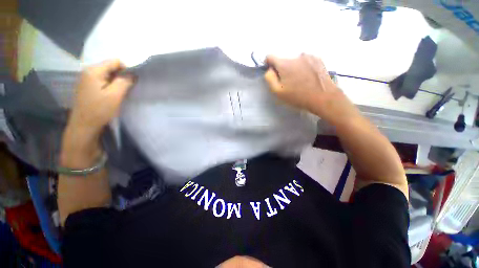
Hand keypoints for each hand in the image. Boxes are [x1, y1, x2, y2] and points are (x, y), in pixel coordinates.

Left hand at [68, 59, 134, 135]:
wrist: (84, 124)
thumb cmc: (99, 109)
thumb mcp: (115, 95)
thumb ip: (124, 81)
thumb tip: (133, 74)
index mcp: (94, 71)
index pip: (115, 61)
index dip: (127, 69)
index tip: (133, 81)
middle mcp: (88, 71)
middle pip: (110, 66)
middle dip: (122, 75)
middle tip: (128, 88)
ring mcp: (86, 78)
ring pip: (107, 74)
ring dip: (117, 81)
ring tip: (121, 92)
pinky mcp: (87, 86)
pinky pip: (103, 80)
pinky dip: (111, 84)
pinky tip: (113, 94)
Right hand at [264, 54, 358, 124]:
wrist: (323, 97)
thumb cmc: (297, 96)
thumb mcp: (278, 92)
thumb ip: (269, 79)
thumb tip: (269, 70)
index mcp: (284, 64)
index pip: (270, 56)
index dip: (268, 64)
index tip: (272, 73)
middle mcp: (296, 56)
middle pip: (284, 60)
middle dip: (283, 69)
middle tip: (288, 82)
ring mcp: (308, 56)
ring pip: (295, 61)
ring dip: (293, 68)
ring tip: (299, 81)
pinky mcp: (318, 59)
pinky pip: (305, 61)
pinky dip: (303, 67)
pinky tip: (308, 77)